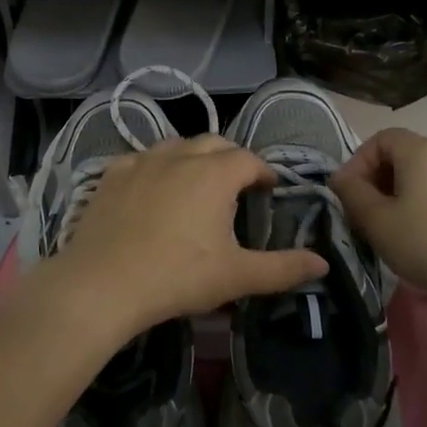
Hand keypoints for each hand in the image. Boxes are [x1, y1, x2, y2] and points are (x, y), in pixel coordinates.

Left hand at [40, 135, 327, 340]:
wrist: (103, 283)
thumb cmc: (178, 276)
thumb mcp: (237, 276)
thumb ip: (283, 268)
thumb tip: (323, 264)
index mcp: (215, 173)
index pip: (249, 159)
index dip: (262, 172)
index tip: (268, 189)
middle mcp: (181, 155)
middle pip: (214, 143)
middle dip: (230, 159)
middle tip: (236, 186)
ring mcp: (143, 159)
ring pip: (176, 145)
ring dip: (193, 158)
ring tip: (195, 184)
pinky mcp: (113, 172)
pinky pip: (142, 158)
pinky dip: (156, 167)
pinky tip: (152, 189)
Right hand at [332, 127, 426, 305]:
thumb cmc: (425, 241)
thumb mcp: (375, 219)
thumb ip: (351, 193)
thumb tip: (340, 178)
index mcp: (419, 150)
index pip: (380, 139)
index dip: (358, 162)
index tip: (349, 194)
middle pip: (401, 155)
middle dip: (376, 179)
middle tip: (365, 212)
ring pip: (421, 175)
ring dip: (398, 194)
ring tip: (389, 226)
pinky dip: (421, 204)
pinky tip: (418, 236)